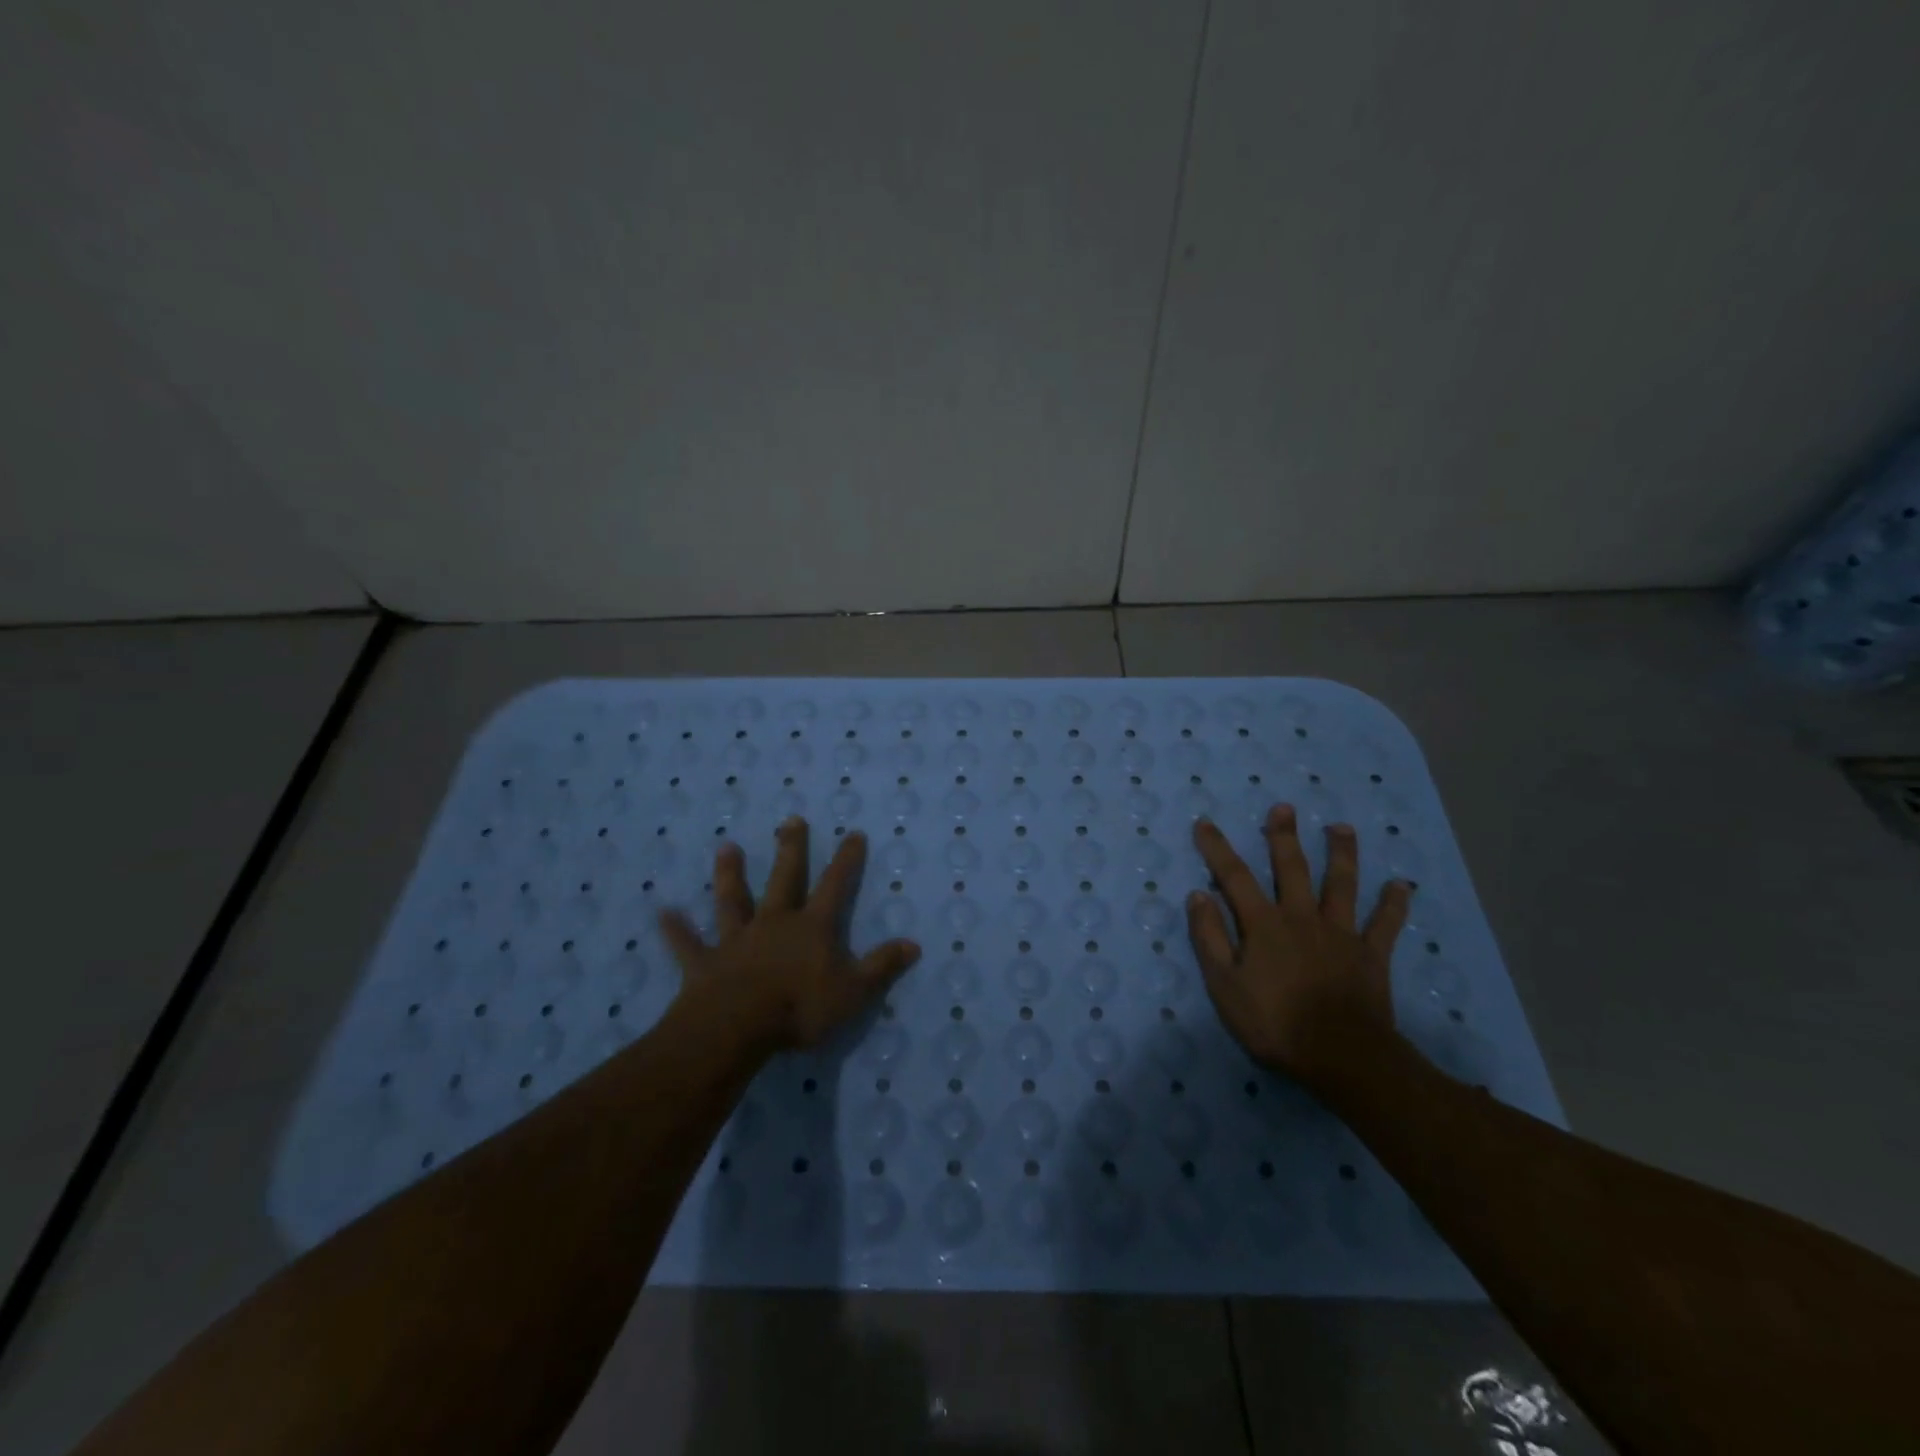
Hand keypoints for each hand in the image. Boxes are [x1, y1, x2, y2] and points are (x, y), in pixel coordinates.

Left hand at [659, 817, 920, 1050]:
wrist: (737, 1027)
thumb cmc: (800, 1008)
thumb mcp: (853, 991)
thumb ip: (882, 966)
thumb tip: (913, 944)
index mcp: (811, 928)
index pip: (834, 886)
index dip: (846, 861)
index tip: (853, 833)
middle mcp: (774, 923)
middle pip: (784, 879)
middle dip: (791, 849)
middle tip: (791, 821)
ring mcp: (737, 940)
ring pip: (733, 900)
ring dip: (730, 874)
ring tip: (726, 847)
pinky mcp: (705, 963)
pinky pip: (689, 944)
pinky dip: (676, 930)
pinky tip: (661, 913)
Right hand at [1186, 804, 1412, 1086]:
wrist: (1341, 1056)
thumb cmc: (1274, 1022)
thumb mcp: (1224, 985)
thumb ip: (1209, 938)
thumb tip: (1198, 895)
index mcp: (1263, 924)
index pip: (1234, 877)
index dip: (1217, 849)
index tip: (1206, 823)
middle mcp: (1301, 917)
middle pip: (1292, 868)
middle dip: (1284, 836)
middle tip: (1284, 808)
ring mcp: (1340, 934)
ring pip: (1342, 885)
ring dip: (1341, 854)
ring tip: (1342, 828)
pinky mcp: (1371, 955)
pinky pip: (1385, 925)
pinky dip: (1393, 905)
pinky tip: (1402, 886)